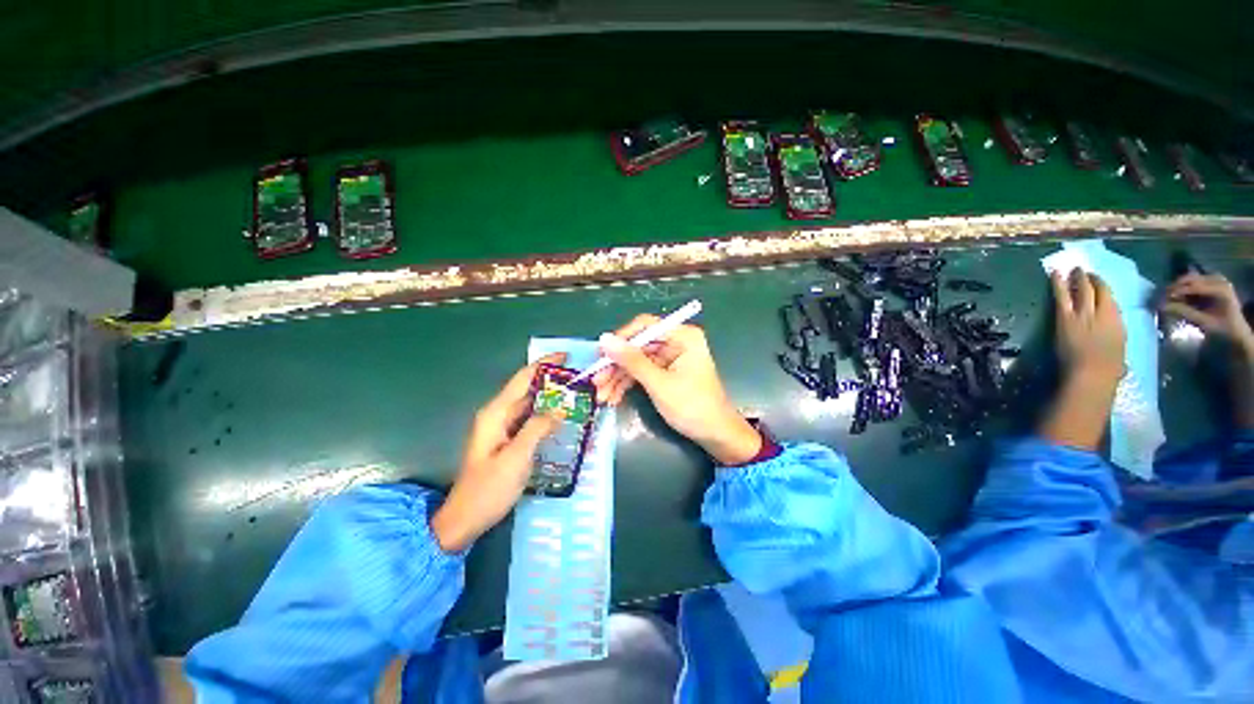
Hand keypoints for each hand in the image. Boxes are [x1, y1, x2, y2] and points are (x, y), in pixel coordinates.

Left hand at [429, 353, 564, 552]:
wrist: (466, 518)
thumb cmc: (488, 488)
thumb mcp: (516, 457)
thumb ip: (538, 428)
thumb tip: (559, 409)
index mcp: (496, 413)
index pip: (523, 378)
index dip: (544, 364)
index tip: (567, 357)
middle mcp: (499, 414)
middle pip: (528, 388)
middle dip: (552, 381)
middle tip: (580, 379)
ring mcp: (503, 427)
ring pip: (531, 404)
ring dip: (551, 398)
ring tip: (577, 395)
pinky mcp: (508, 439)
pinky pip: (530, 419)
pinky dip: (546, 415)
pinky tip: (563, 418)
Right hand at [592, 316, 761, 464]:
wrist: (716, 436)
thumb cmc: (692, 407)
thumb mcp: (659, 383)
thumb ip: (631, 361)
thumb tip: (604, 339)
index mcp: (683, 336)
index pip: (645, 326)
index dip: (621, 339)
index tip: (600, 355)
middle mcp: (676, 342)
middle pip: (638, 346)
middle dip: (616, 365)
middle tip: (596, 381)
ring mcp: (670, 358)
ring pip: (636, 361)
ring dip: (618, 378)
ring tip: (602, 396)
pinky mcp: (666, 373)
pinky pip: (642, 373)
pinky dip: (628, 385)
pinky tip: (613, 398)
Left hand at [1040, 269, 1125, 449]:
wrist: (1089, 373)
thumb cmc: (1107, 369)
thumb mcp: (1117, 350)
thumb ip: (1113, 339)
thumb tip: (1112, 344)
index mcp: (1117, 321)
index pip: (1110, 298)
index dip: (1102, 288)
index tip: (1097, 282)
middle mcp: (1102, 313)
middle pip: (1096, 290)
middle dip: (1088, 278)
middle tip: (1082, 270)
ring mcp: (1082, 314)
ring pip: (1079, 289)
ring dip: (1074, 277)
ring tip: (1068, 269)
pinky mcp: (1064, 318)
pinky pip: (1061, 296)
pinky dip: (1057, 284)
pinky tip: (1055, 275)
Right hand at [1160, 273, 1253, 356]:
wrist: (1236, 328)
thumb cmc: (1222, 327)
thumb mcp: (1204, 322)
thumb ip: (1185, 312)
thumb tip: (1162, 306)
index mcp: (1221, 290)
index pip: (1194, 286)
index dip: (1176, 291)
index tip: (1160, 298)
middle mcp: (1219, 280)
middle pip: (1192, 279)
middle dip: (1176, 287)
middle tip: (1161, 296)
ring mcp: (1217, 278)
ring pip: (1192, 278)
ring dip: (1179, 286)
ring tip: (1169, 296)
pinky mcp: (1213, 280)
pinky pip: (1195, 280)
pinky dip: (1186, 286)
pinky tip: (1180, 295)